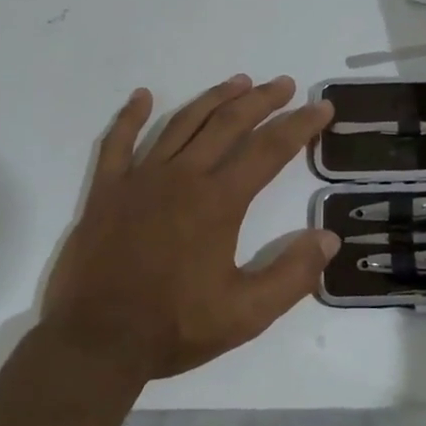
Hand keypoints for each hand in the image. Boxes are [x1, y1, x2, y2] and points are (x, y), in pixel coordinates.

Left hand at [42, 75, 337, 381]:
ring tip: (238, 82)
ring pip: (182, 123)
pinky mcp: (107, 190)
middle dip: (261, 100)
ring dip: (213, 98)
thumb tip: (330, 238)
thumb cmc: (174, 327)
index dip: (300, 125)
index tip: (321, 108)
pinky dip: (131, 116)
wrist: (96, 343)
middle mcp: (182, 177)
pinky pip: (118, 142)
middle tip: (284, 84)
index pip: (269, 150)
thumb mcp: (246, 314)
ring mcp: (140, 179)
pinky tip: (142, 96)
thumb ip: (292, 275)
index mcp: (218, 202)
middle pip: (228, 123)